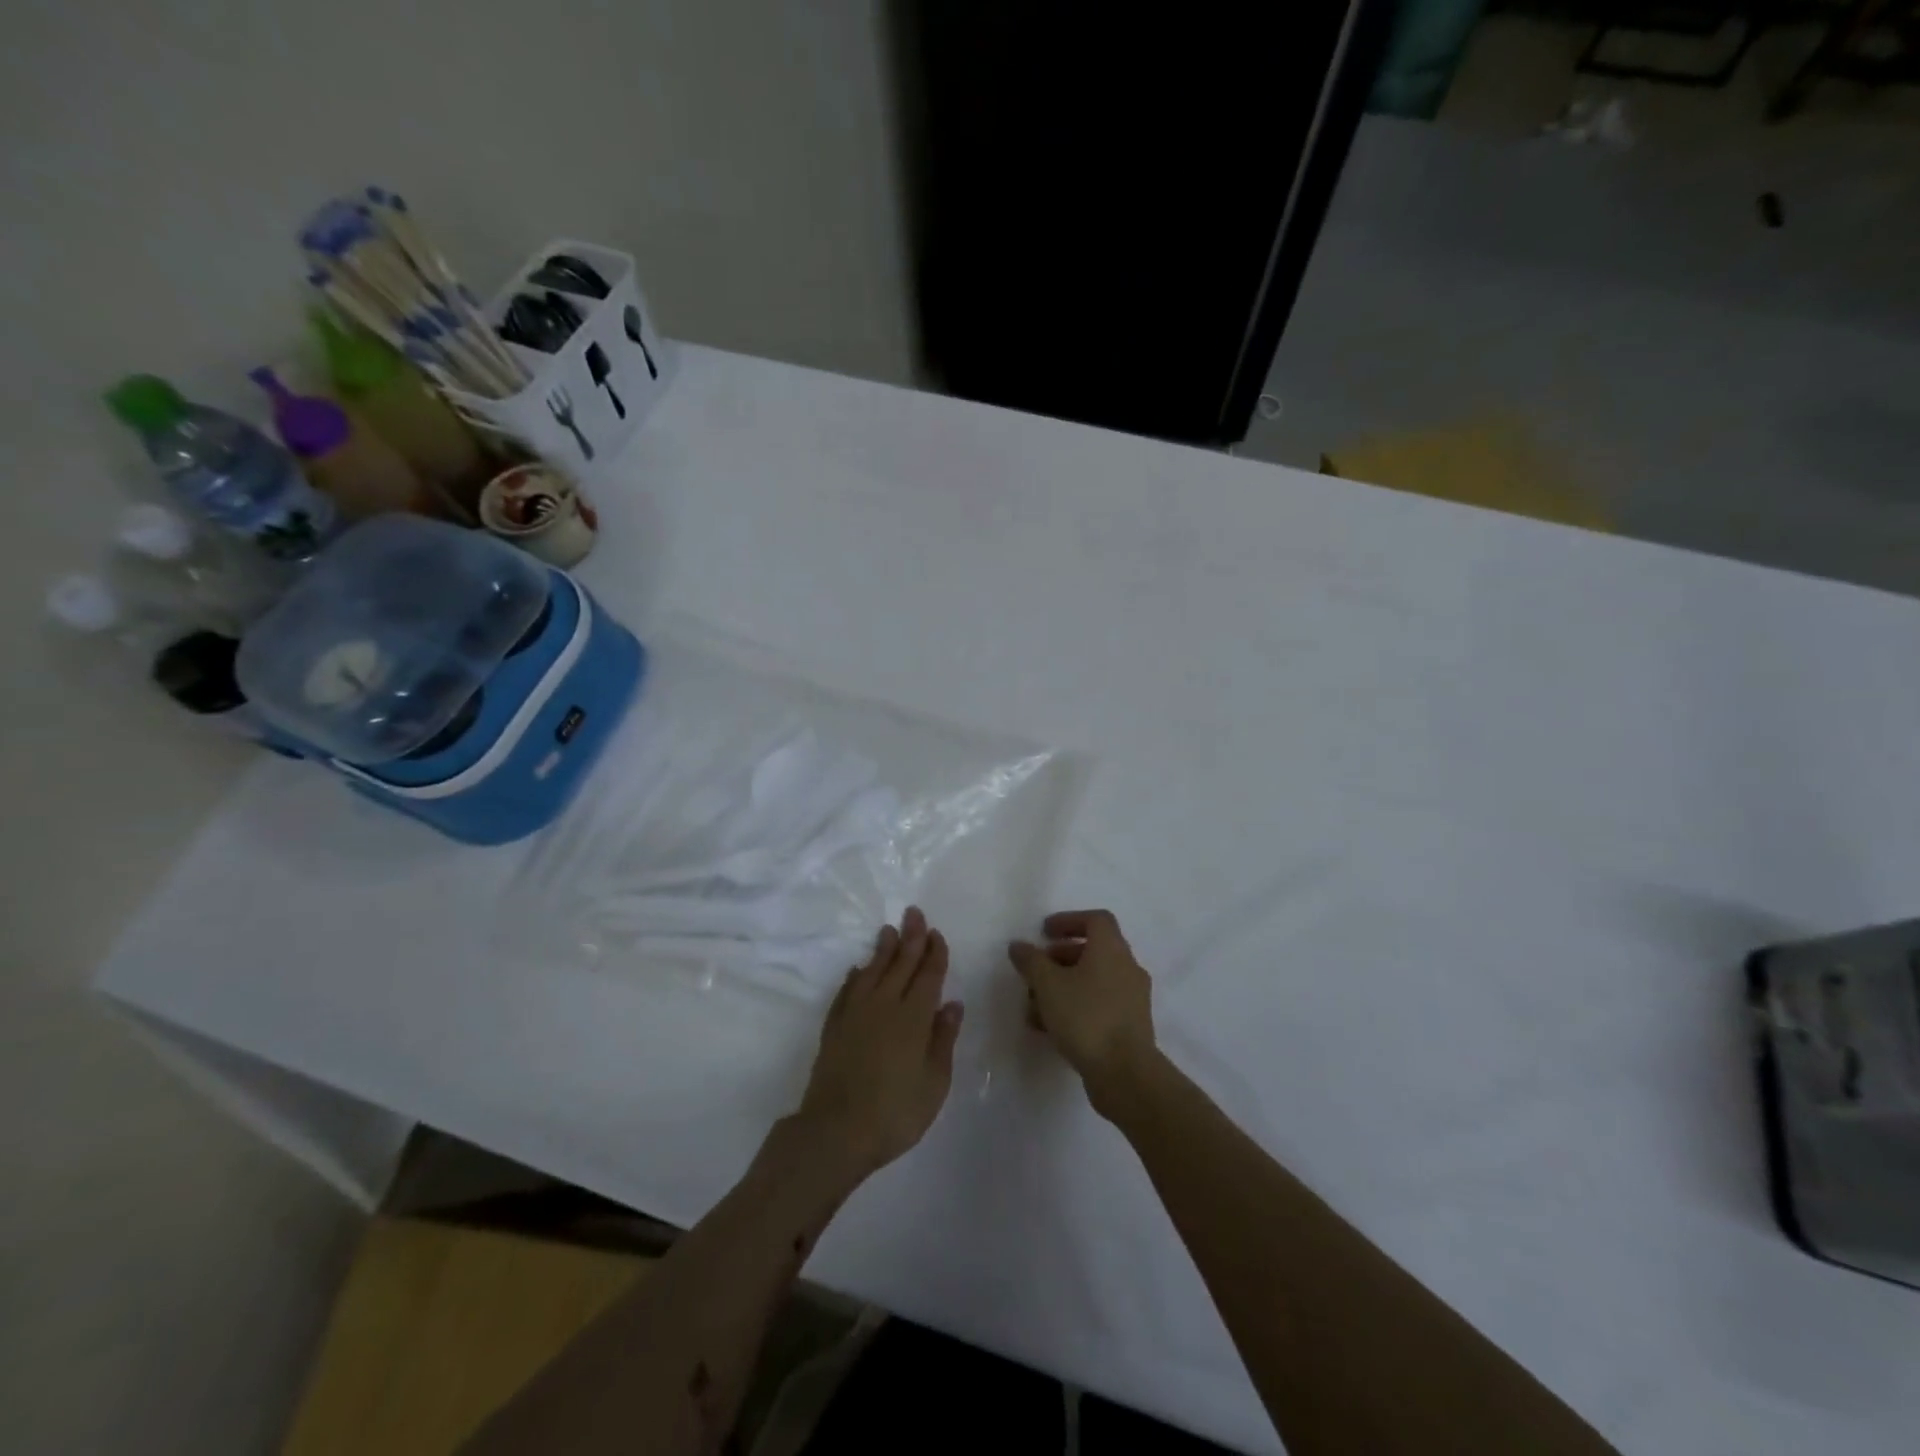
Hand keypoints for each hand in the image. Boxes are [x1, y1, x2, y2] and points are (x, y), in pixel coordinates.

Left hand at [793, 907, 963, 1182]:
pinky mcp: (834, 1026)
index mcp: (914, 1017)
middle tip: (914, 913)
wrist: (835, 1130)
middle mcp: (885, 1005)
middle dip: (911, 937)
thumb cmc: (895, 1112)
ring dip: (883, 949)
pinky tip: (858, 969)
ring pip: (872, 970)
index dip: (934, 953)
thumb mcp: (934, 1083)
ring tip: (889, 930)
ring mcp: (856, 1013)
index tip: (936, 934)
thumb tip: (952, 1004)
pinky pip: (847, 990)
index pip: (928, 975)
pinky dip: (855, 976)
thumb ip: (943, 1040)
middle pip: (900, 963)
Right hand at [1009, 909, 1158, 1117]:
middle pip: (1093, 951)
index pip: (1096, 919)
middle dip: (1059, 958)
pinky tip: (1050, 1028)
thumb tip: (1019, 945)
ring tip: (1034, 1006)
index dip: (1068, 920)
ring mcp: (1132, 999)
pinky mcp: (1130, 1026)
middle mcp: (1127, 968)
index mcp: (1112, 949)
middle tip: (1036, 970)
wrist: (1125, 1074)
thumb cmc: (1086, 1017)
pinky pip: (1099, 1005)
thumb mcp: (1048, 985)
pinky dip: (1075, 1007)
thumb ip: (1031, 961)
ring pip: (1093, 981)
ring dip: (1063, 987)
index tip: (1044, 933)